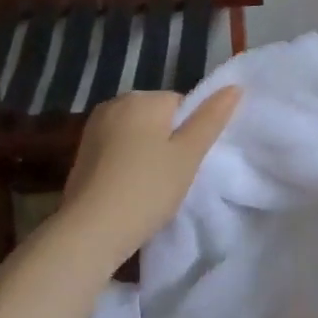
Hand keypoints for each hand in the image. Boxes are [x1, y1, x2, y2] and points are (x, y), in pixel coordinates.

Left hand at [58, 87, 241, 259]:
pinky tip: (130, 188)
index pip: (181, 104)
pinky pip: (117, 148)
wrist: (91, 230)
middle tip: (173, 176)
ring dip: (148, 153)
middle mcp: (114, 103)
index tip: (188, 162)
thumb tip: (234, 87)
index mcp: (142, 98)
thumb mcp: (189, 154)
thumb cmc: (148, 188)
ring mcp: (94, 127)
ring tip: (152, 186)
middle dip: (168, 141)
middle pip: (157, 116)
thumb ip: (211, 119)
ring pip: (137, 133)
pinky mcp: (82, 151)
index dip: (191, 134)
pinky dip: (127, 163)